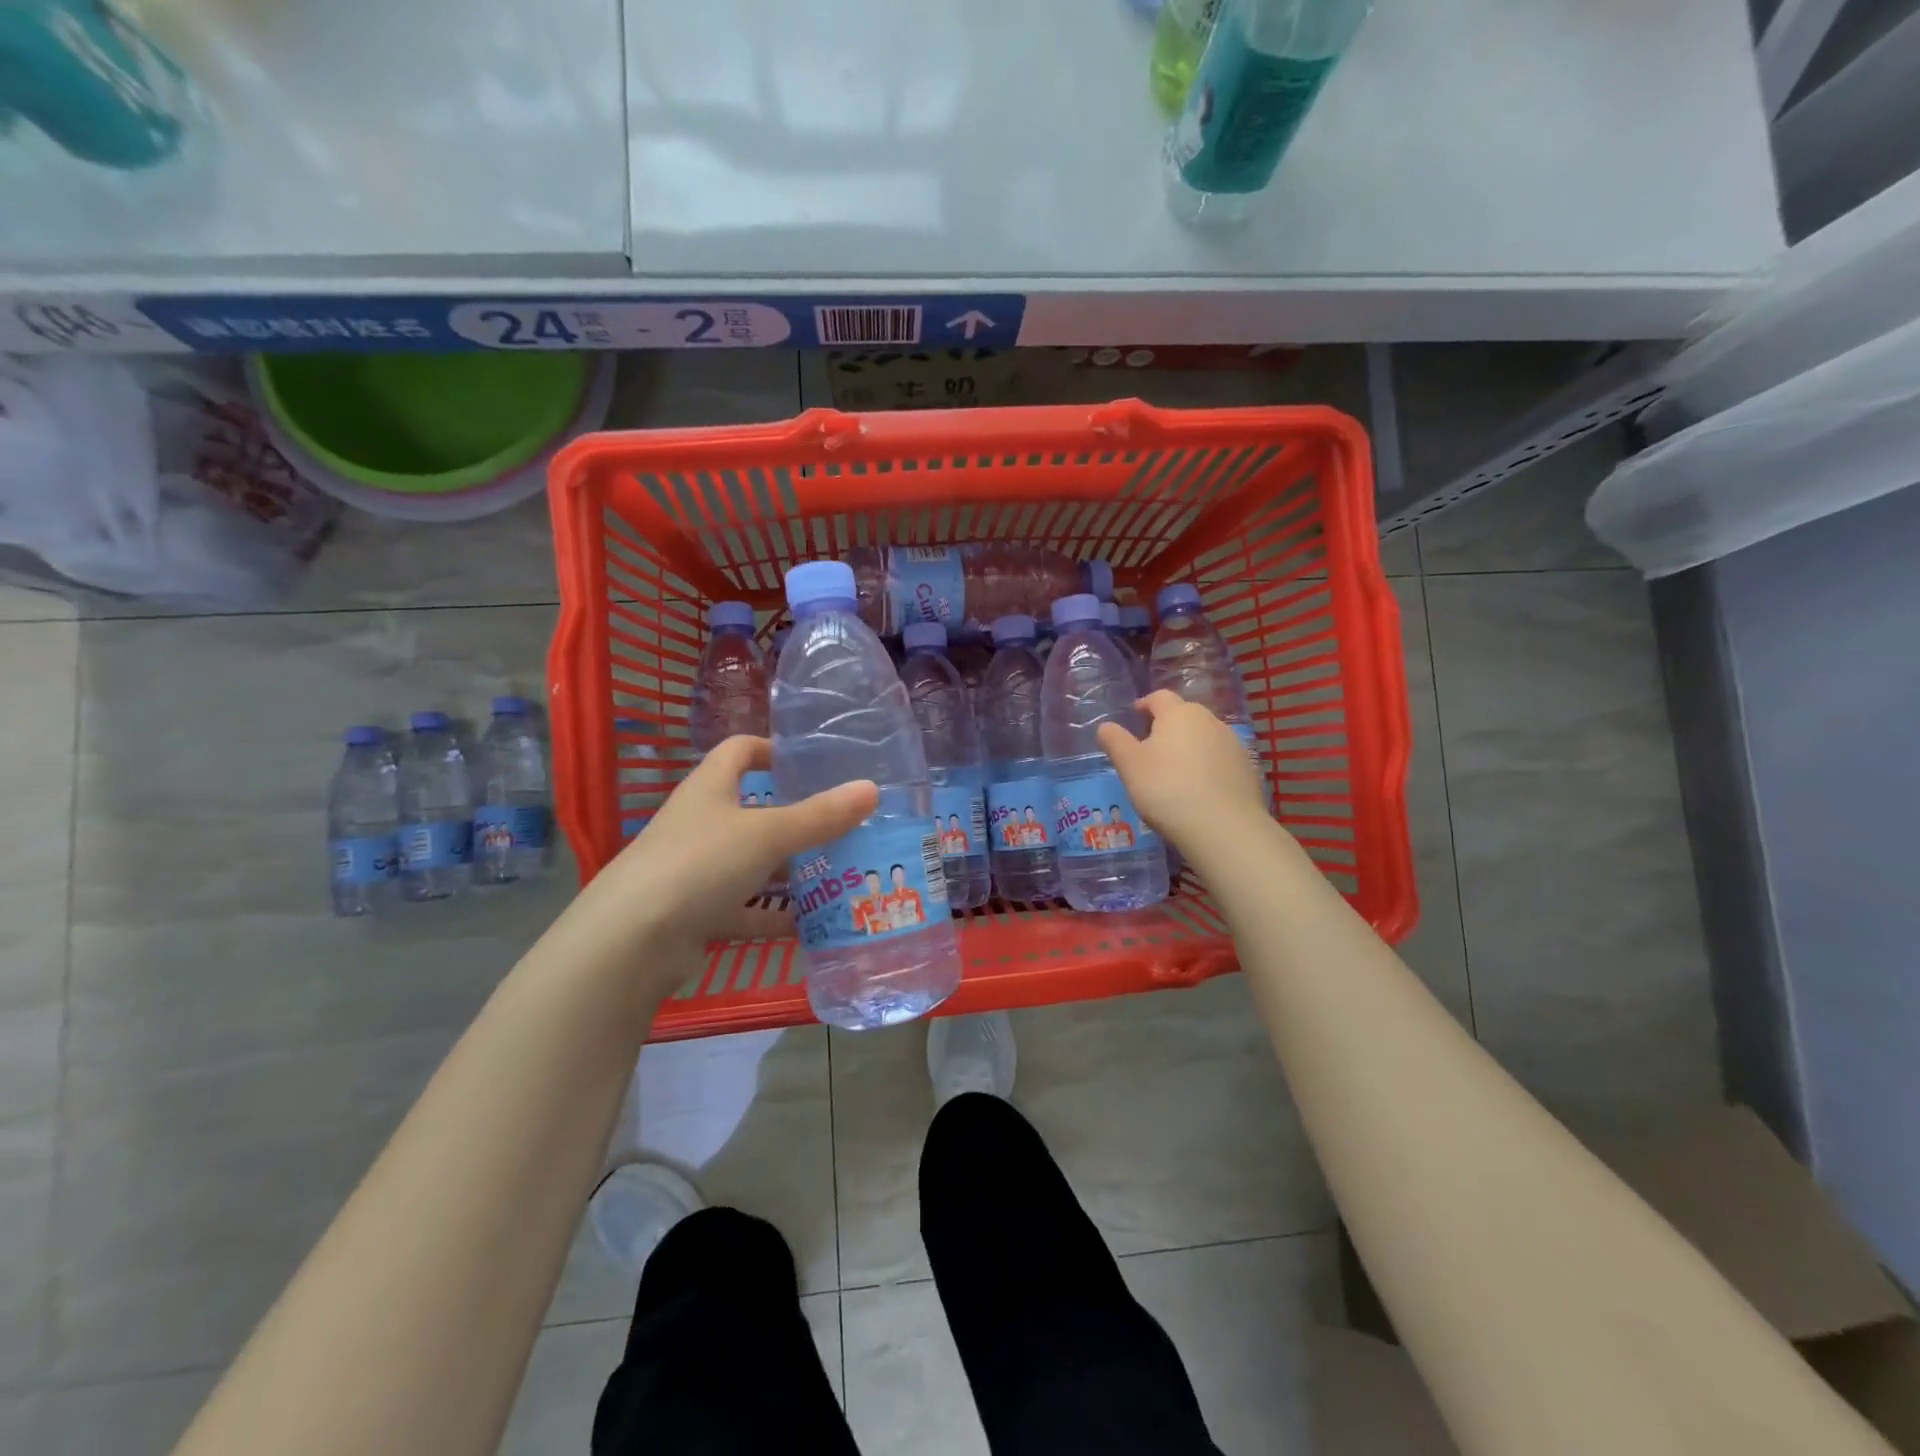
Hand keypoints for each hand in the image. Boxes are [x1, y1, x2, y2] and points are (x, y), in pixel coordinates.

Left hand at [589, 736, 876, 955]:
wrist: (631, 942)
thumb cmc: (700, 864)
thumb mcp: (768, 835)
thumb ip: (820, 816)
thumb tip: (871, 789)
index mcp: (710, 788)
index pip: (739, 751)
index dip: (772, 749)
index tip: (811, 763)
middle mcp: (700, 823)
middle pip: (752, 810)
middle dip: (795, 818)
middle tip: (842, 826)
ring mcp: (694, 870)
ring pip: (751, 863)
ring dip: (788, 870)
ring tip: (837, 874)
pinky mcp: (695, 913)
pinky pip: (744, 909)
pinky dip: (773, 915)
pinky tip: (810, 924)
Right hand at [1098, 692, 1271, 857]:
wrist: (1224, 827)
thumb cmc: (1167, 790)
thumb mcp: (1130, 766)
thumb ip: (1115, 741)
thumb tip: (1105, 726)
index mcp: (1179, 714)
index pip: (1159, 697)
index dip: (1145, 704)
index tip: (1135, 715)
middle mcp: (1209, 720)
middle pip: (1185, 714)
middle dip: (1167, 726)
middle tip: (1151, 747)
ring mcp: (1233, 743)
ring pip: (1204, 736)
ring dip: (1189, 746)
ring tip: (1175, 771)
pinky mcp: (1247, 768)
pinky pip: (1220, 758)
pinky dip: (1207, 765)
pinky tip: (1199, 788)